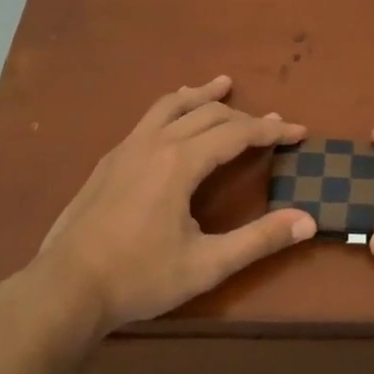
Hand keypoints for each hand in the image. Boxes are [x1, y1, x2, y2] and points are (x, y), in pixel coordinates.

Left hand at [30, 76, 314, 336]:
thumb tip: (308, 220)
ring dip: (203, 94)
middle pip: (209, 114)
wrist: (65, 288)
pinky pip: (149, 118)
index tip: (298, 132)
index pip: (237, 133)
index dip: (271, 132)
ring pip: (172, 105)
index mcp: (180, 162)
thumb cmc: (139, 277)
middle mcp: (155, 143)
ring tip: (223, 84)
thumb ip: (259, 240)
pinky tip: (173, 120)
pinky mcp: (110, 160)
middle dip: (245, 117)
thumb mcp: (206, 265)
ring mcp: (127, 148)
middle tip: (273, 123)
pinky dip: (173, 107)